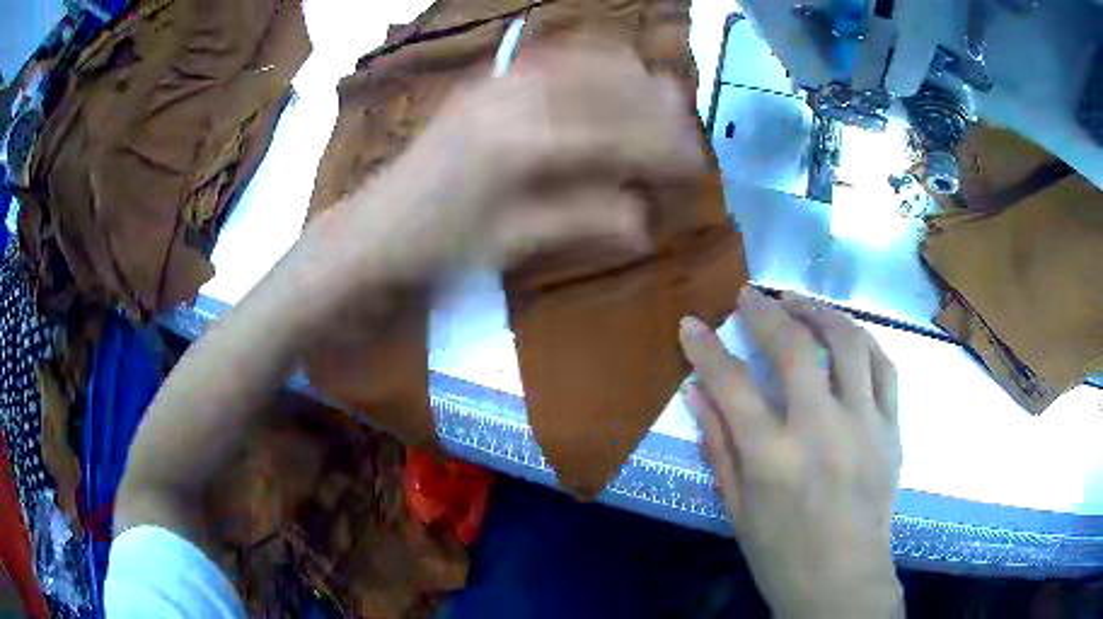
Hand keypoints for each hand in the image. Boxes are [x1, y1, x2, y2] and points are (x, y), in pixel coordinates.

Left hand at [293, 40, 703, 292]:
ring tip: (660, 103)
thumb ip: (580, 220)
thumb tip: (644, 221)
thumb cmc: (436, 247)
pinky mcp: (485, 82)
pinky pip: (551, 58)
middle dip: (657, 109)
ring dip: (629, 80)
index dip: (663, 150)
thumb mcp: (511, 244)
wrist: (371, 230)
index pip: (617, 136)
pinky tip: (606, 81)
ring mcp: (496, 82)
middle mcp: (514, 97)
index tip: (697, 166)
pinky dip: (589, 65)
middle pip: (608, 88)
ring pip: (583, 62)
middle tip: (686, 135)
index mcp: (523, 144)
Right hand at [679, 288, 903, 618]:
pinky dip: (863, 340)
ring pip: (847, 343)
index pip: (732, 385)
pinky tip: (846, 333)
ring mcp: (864, 425)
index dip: (705, 349)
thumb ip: (718, 446)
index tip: (690, 323)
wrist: (843, 581)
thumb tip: (696, 392)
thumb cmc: (781, 555)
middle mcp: (821, 430)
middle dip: (765, 311)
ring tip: (799, 300)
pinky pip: (884, 367)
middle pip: (794, 348)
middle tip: (749, 295)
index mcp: (773, 459)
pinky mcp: (892, 428)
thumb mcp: (737, 509)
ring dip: (819, 311)